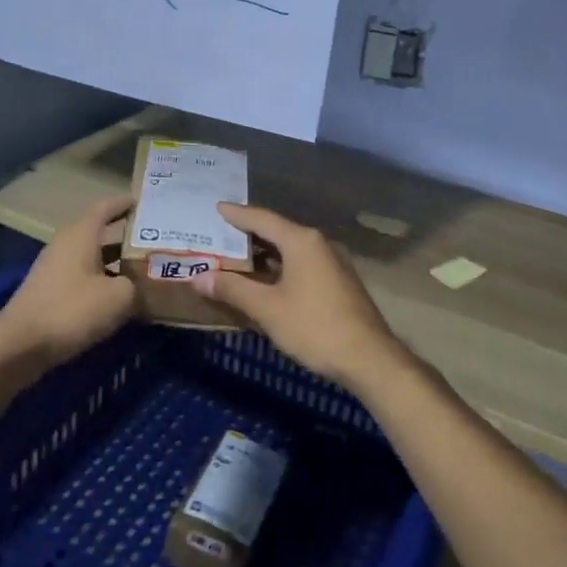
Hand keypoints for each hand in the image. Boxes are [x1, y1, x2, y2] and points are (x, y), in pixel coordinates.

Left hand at [0, 196, 135, 370]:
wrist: (20, 345)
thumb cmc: (71, 310)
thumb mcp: (118, 297)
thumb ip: (136, 284)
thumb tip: (140, 284)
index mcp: (81, 235)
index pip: (105, 207)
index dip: (125, 203)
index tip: (146, 202)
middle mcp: (66, 244)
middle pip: (100, 232)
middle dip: (126, 236)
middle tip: (155, 240)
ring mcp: (56, 268)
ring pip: (92, 257)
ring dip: (116, 262)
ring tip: (144, 269)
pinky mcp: (51, 291)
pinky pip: (83, 277)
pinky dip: (103, 281)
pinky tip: (120, 297)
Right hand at [193, 203, 417, 393]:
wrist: (369, 358)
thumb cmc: (314, 327)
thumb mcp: (267, 308)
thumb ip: (232, 289)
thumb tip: (197, 277)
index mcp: (302, 241)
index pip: (262, 219)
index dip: (237, 214)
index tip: (217, 208)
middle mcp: (320, 243)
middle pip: (278, 231)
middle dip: (249, 233)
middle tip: (221, 233)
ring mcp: (334, 262)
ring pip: (292, 249)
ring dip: (265, 252)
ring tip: (238, 256)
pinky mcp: (340, 281)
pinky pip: (303, 263)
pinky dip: (281, 265)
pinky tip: (268, 279)